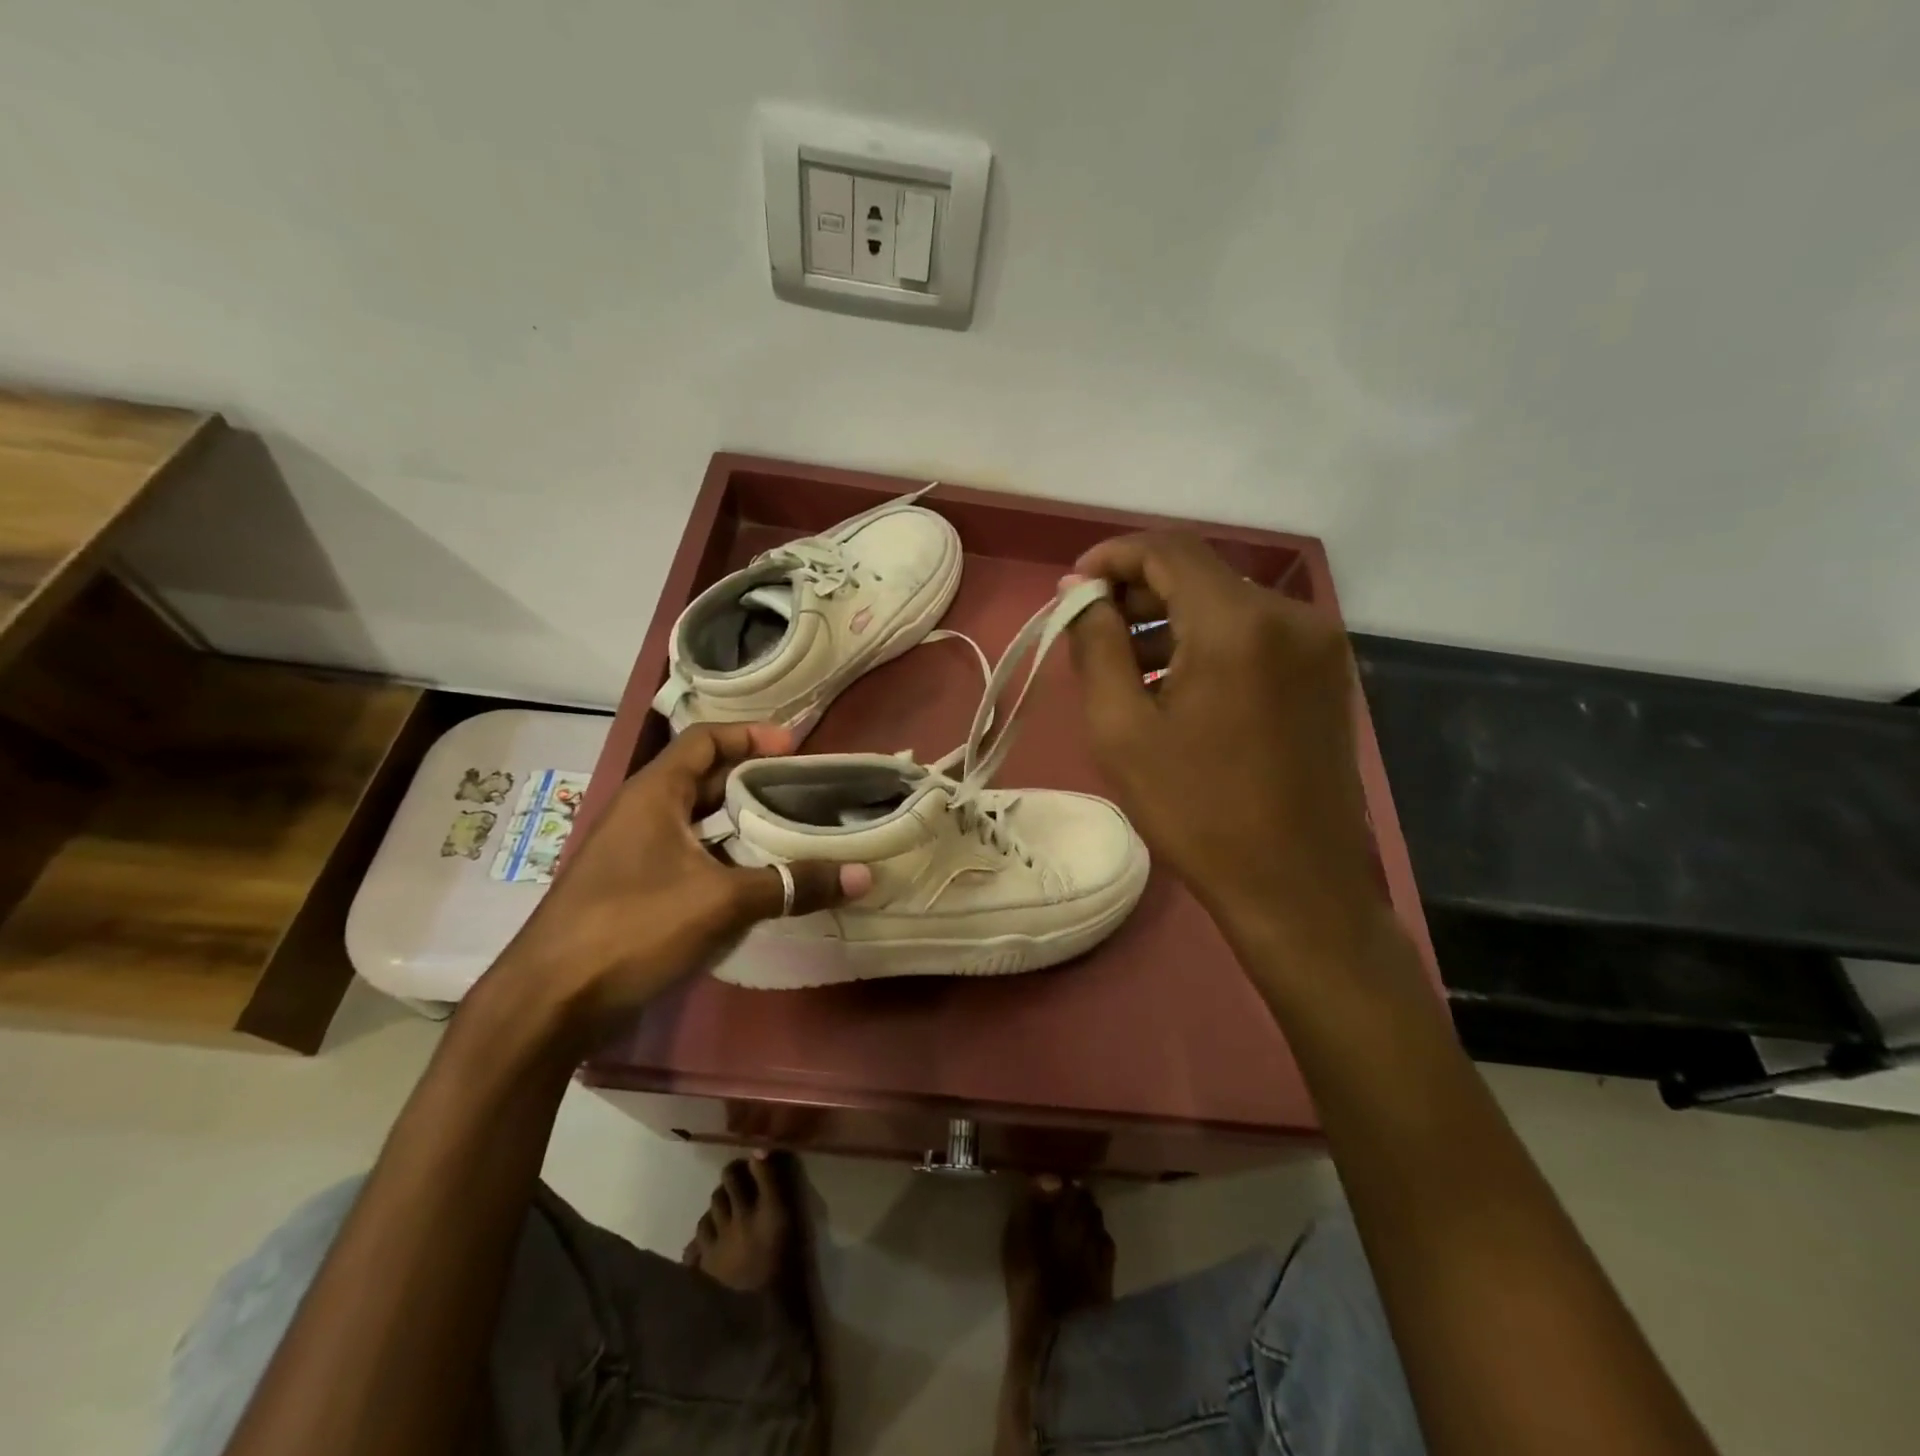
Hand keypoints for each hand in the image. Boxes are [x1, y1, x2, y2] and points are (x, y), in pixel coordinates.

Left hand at [478, 723, 868, 1049]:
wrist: (548, 1002)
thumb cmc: (633, 927)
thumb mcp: (721, 901)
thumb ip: (792, 884)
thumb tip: (863, 875)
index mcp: (654, 793)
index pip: (705, 740)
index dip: (750, 735)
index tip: (796, 746)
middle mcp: (642, 813)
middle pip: (705, 779)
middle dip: (755, 781)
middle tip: (806, 790)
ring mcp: (635, 853)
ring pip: (699, 822)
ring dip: (742, 824)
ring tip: (794, 831)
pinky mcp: (634, 890)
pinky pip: (690, 857)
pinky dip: (725, 858)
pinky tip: (758, 878)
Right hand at [1064, 533, 1385, 973]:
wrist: (1296, 886)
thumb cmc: (1197, 811)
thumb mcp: (1121, 729)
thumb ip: (1096, 646)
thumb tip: (1080, 594)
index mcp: (1238, 623)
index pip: (1168, 549)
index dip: (1112, 558)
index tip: (1072, 589)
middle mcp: (1289, 615)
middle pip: (1199, 573)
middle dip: (1137, 591)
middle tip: (1091, 629)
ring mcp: (1317, 643)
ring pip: (1226, 603)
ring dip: (1170, 620)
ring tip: (1124, 664)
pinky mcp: (1325, 673)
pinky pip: (1254, 634)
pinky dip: (1207, 642)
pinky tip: (1176, 684)